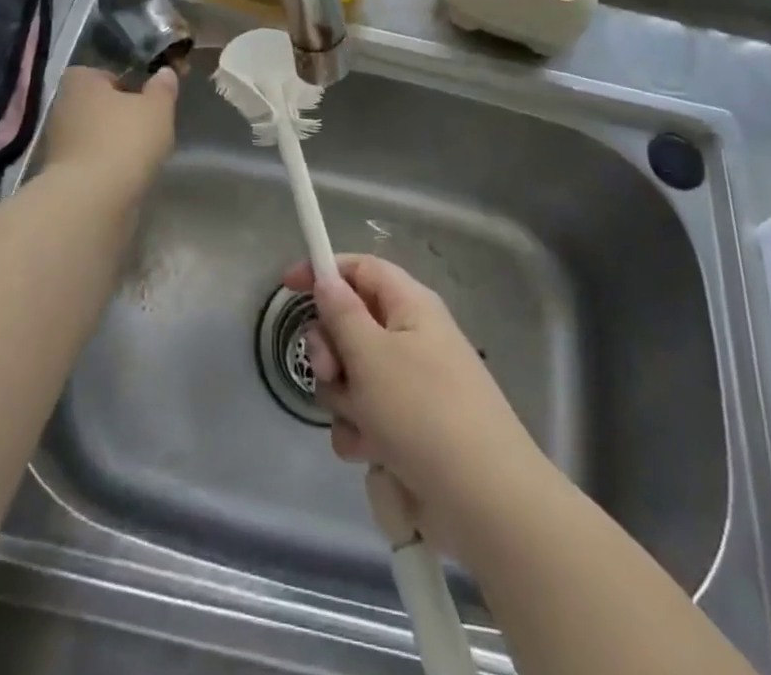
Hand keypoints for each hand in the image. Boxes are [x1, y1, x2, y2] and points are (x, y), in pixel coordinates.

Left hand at [39, 65, 178, 196]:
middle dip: (119, 115)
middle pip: (97, 105)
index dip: (124, 83)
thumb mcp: (157, 108)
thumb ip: (163, 88)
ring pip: (93, 135)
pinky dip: (107, 165)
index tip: (144, 99)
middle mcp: (62, 107)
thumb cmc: (125, 139)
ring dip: (113, 142)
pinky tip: (127, 175)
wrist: (93, 200)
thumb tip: (165, 73)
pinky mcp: (61, 174)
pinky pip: (91, 161)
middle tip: (147, 126)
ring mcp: (58, 143)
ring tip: (141, 154)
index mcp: (80, 81)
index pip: (102, 73)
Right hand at [286, 254, 552, 556]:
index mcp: (410, 306)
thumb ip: (341, 314)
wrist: (483, 501)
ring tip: (362, 422)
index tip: (288, 288)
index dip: (324, 271)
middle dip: (330, 349)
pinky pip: (364, 417)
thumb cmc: (424, 411)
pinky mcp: (407, 429)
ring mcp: (410, 386)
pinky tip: (371, 452)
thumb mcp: (371, 354)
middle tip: (331, 371)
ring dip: (343, 398)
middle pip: (350, 324)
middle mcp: (410, 338)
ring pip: (352, 375)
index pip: (361, 269)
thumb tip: (327, 279)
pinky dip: (360, 432)